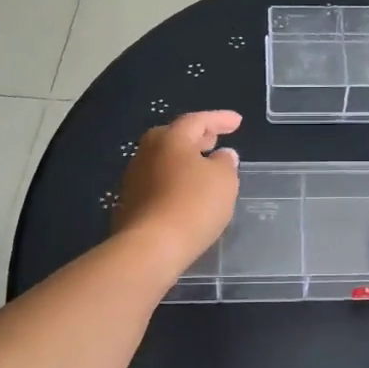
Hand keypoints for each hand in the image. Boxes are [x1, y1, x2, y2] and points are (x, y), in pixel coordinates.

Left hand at [114, 111, 241, 272]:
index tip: (238, 121)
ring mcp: (134, 179)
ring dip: (185, 161)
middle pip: (174, 137)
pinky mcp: (130, 204)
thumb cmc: (193, 205)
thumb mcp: (224, 180)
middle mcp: (147, 152)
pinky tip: (186, 194)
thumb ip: (225, 163)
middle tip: (215, 140)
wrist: (150, 247)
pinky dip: (175, 182)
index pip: (197, 120)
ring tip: (204, 169)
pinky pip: (158, 183)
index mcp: (170, 139)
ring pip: (164, 161)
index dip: (219, 119)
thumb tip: (222, 155)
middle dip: (197, 137)